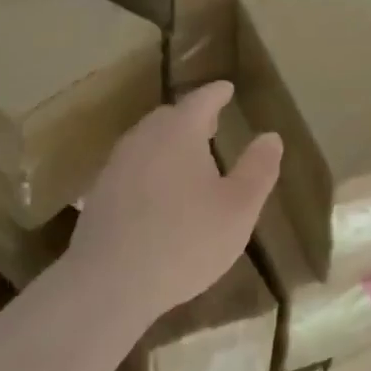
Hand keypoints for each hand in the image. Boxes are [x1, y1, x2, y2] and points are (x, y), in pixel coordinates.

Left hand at [70, 81, 282, 322]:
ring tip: (188, 157)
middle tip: (211, 124)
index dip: (217, 93)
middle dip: (192, 117)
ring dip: (169, 143)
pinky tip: (159, 192)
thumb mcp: (238, 209)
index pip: (201, 100)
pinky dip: (151, 167)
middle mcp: (143, 139)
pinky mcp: (100, 193)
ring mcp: (116, 165)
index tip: (227, 88)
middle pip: (169, 118)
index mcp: (179, 133)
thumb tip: (271, 137)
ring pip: (147, 141)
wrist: (110, 282)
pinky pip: (132, 167)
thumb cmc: (185, 241)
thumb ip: (258, 169)